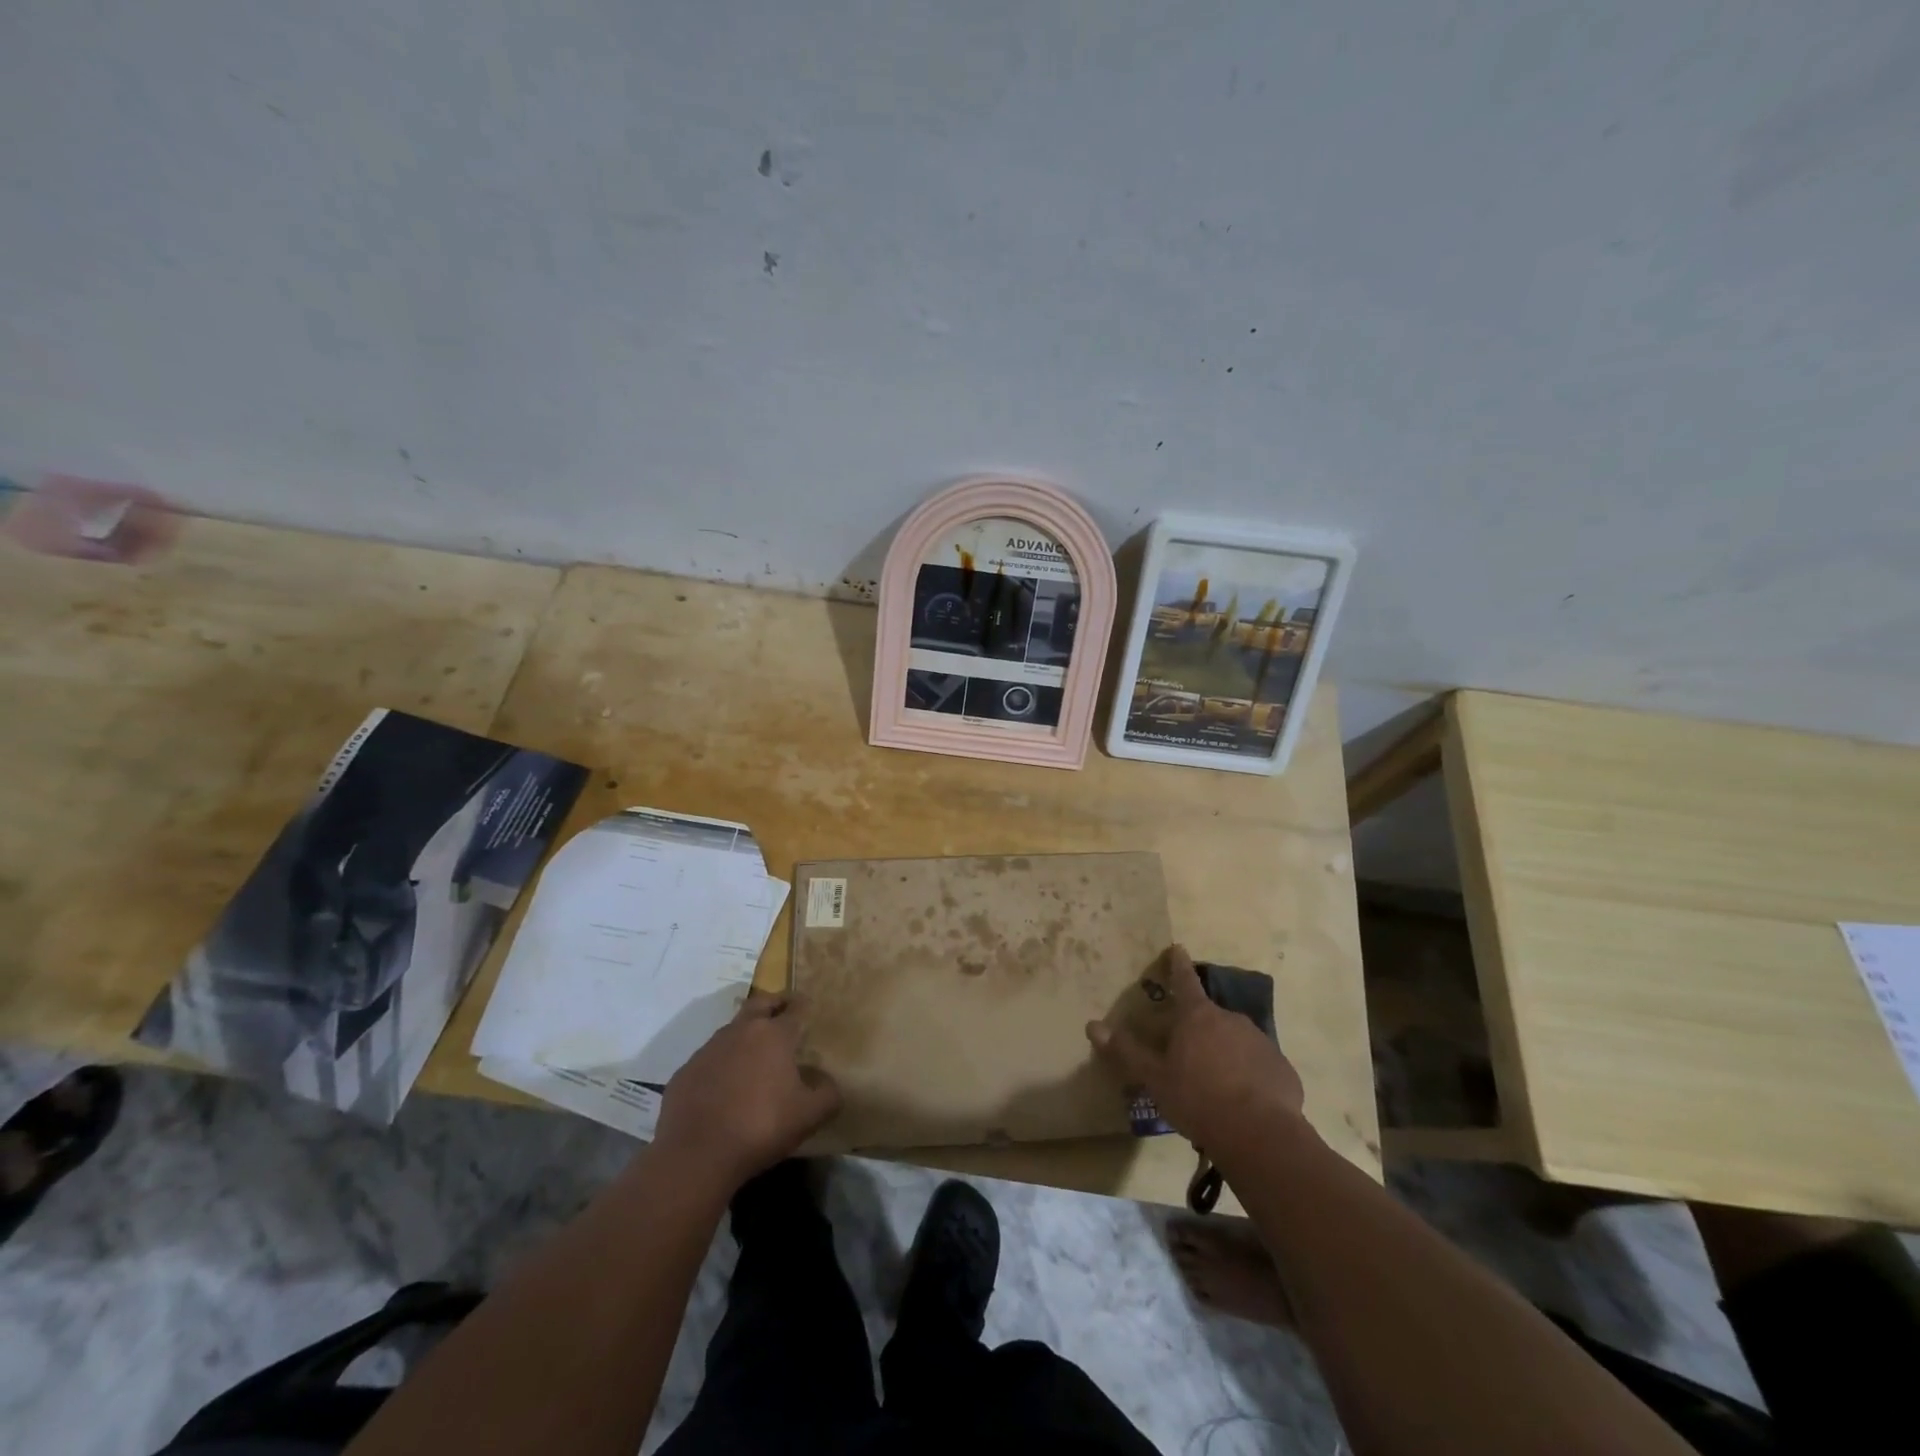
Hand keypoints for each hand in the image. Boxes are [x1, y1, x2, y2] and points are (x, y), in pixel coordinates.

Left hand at [654, 993, 841, 1188]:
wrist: (696, 1155)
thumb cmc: (760, 1127)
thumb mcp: (809, 1116)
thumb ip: (828, 1094)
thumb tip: (827, 1082)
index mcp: (774, 1035)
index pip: (795, 1009)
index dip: (804, 1006)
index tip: (810, 1007)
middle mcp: (741, 1031)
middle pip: (760, 1004)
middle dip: (774, 1003)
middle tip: (784, 1011)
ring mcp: (709, 1049)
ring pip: (732, 1030)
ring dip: (746, 1034)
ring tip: (755, 1054)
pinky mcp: (686, 1071)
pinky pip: (710, 1059)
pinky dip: (721, 1063)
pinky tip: (724, 1086)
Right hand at [1086, 945, 1306, 1163]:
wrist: (1260, 1135)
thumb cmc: (1198, 1099)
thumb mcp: (1154, 1078)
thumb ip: (1125, 1051)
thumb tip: (1092, 1025)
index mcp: (1197, 1017)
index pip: (1185, 980)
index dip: (1178, 964)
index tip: (1178, 947)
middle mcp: (1231, 1019)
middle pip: (1209, 1017)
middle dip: (1198, 1030)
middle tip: (1187, 1054)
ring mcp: (1260, 1042)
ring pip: (1236, 1041)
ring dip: (1225, 1054)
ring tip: (1214, 1086)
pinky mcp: (1281, 1069)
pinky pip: (1258, 1066)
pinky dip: (1249, 1076)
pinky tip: (1243, 1102)